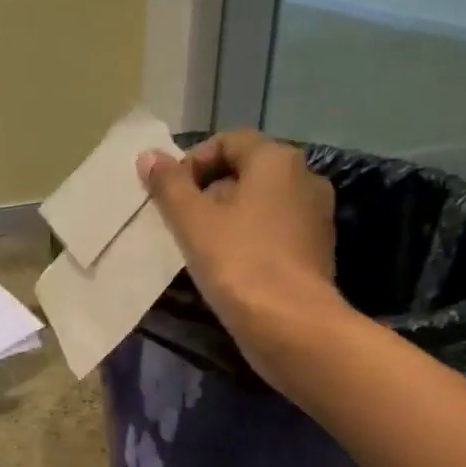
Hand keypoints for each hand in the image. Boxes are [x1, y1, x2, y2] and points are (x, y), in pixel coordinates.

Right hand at [138, 131, 340, 387]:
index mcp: (277, 160)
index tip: (170, 195)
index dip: (193, 162)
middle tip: (181, 223)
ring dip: (228, 217)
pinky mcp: (316, 250)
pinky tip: (228, 267)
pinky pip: (274, 231)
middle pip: (246, 171)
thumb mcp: (192, 221)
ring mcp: (316, 216)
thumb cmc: (238, 263)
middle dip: (208, 191)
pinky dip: (250, 239)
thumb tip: (149, 156)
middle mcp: (305, 178)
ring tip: (200, 247)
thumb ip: (169, 185)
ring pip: (261, 204)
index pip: (228, 141)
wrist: (291, 325)